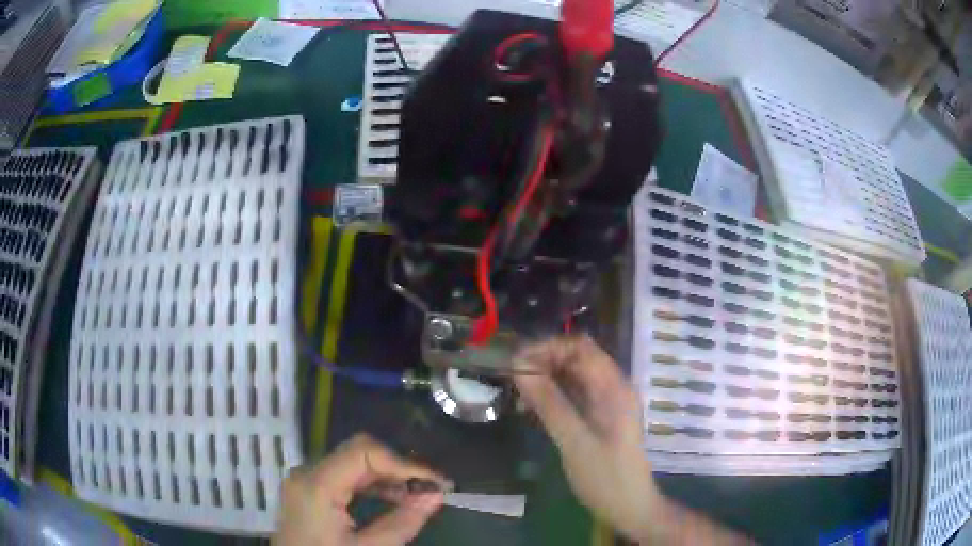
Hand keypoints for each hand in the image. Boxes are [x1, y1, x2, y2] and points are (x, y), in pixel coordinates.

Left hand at [274, 434, 448, 545]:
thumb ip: (402, 522)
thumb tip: (436, 495)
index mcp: (316, 484)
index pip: (365, 451)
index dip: (405, 463)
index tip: (437, 482)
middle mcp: (307, 472)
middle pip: (359, 454)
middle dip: (399, 469)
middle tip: (432, 490)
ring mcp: (306, 480)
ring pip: (354, 464)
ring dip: (389, 477)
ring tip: (419, 496)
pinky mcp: (309, 490)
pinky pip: (345, 477)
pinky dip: (373, 486)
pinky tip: (395, 500)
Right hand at [513, 335, 660, 541]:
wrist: (629, 506)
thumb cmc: (605, 476)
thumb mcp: (574, 441)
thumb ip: (549, 403)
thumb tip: (519, 369)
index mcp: (614, 387)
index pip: (580, 348)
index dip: (548, 348)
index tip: (516, 362)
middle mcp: (613, 387)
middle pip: (577, 358)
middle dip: (544, 362)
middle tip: (513, 379)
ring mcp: (608, 402)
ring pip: (574, 375)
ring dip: (547, 378)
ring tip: (519, 394)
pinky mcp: (601, 416)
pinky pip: (575, 394)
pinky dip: (554, 394)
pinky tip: (534, 407)